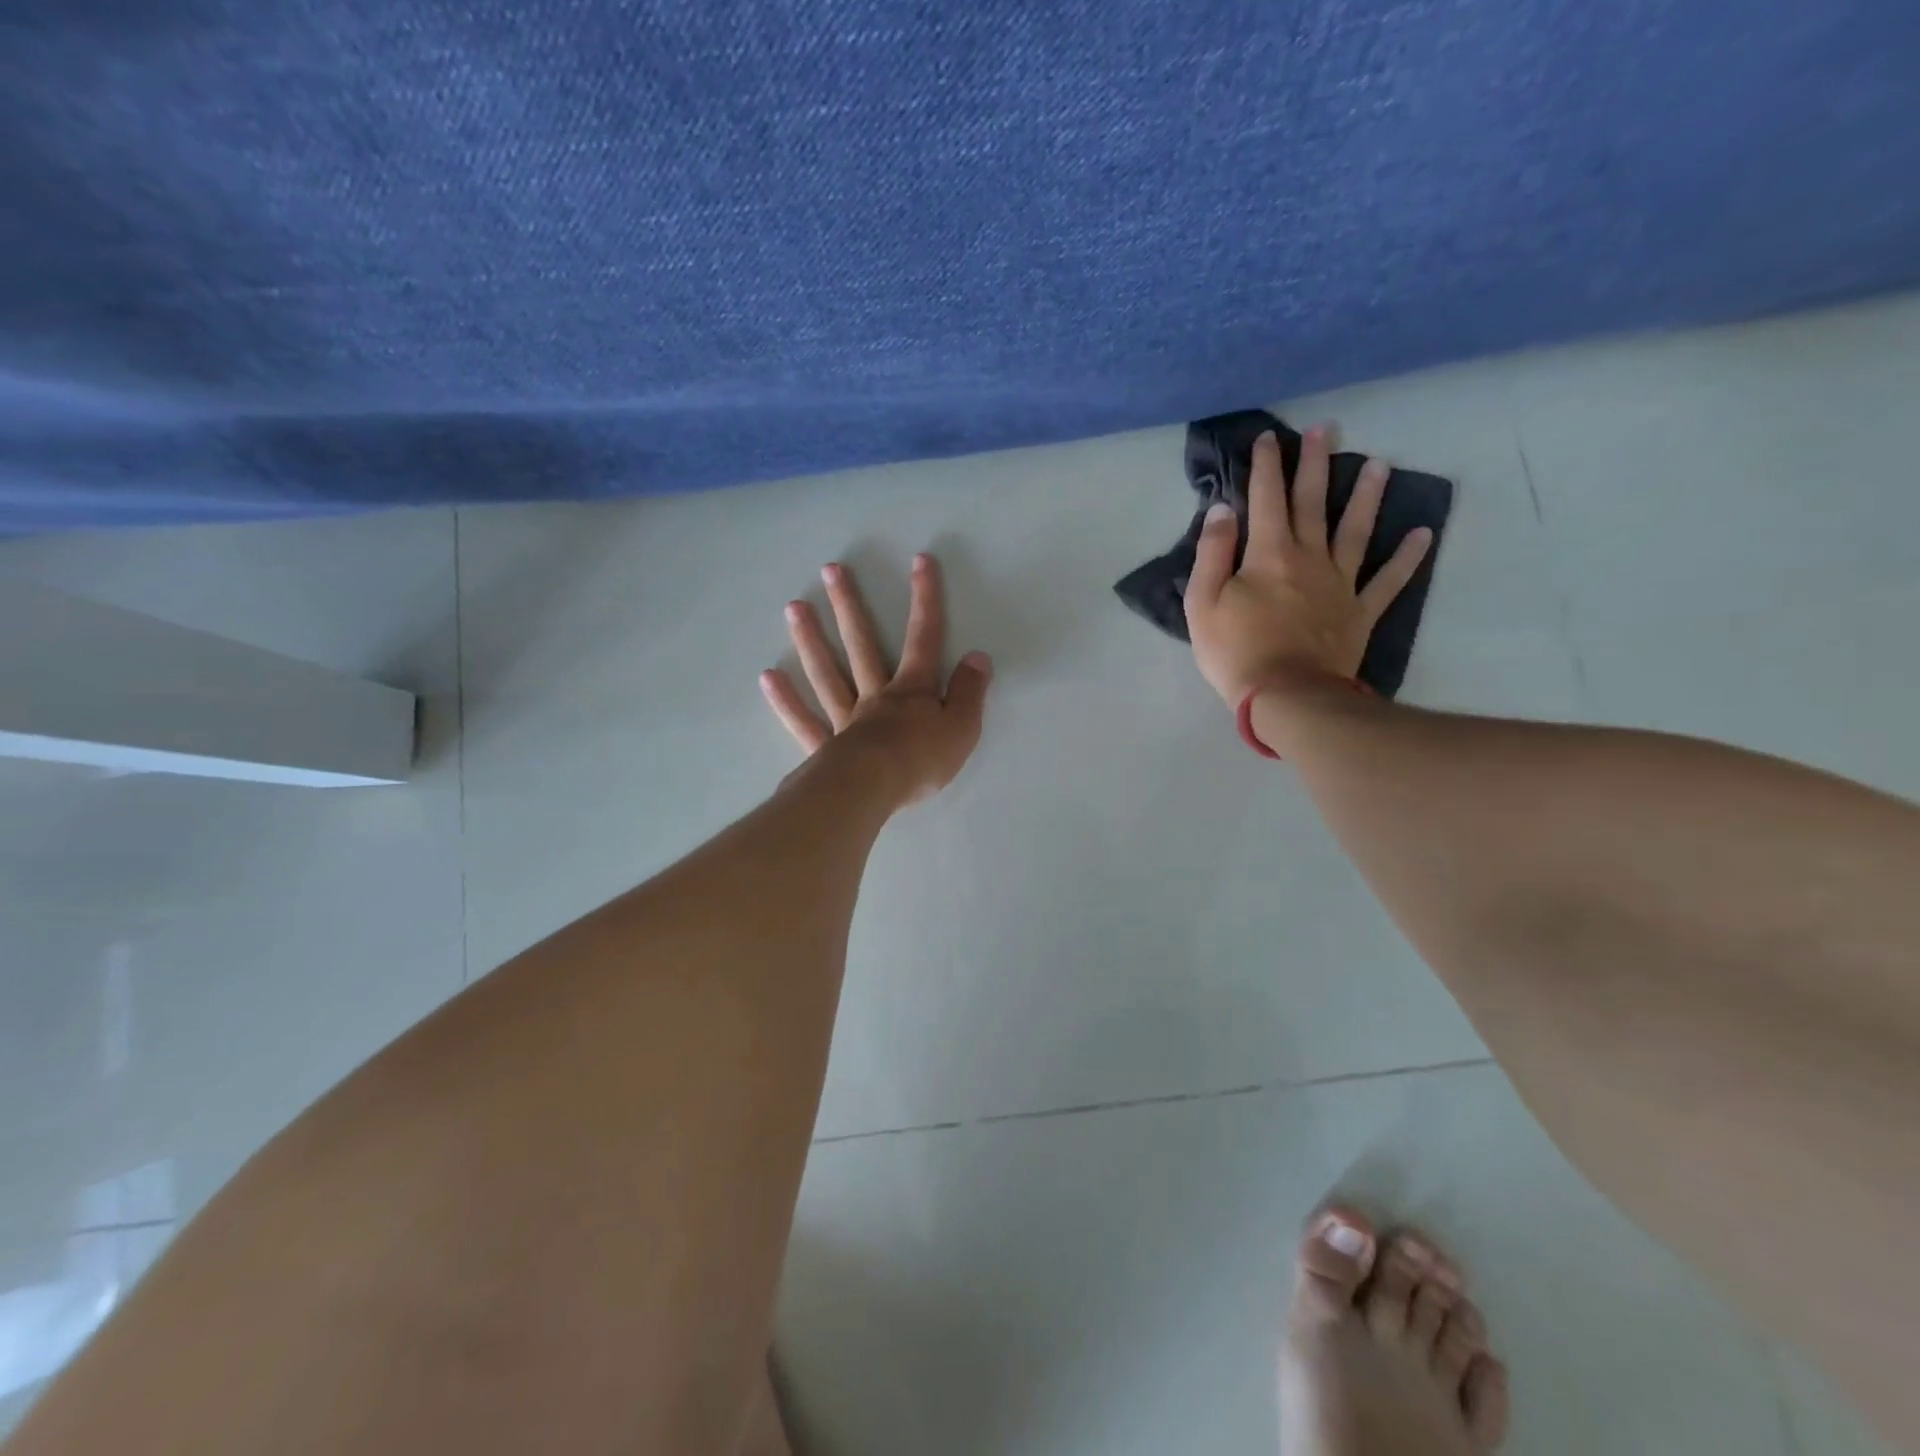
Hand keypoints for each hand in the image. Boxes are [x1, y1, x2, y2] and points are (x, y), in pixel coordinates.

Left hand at [761, 554, 992, 805]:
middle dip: (849, 606)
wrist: (872, 790)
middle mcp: (875, 695)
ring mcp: (845, 719)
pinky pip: (803, 721)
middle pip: (861, 645)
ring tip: (794, 608)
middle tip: (830, 571)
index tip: (920, 561)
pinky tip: (768, 677)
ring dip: (811, 640)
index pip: (923, 638)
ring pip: (827, 674)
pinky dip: (785, 700)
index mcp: (912, 690)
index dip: (925, 599)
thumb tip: (978, 657)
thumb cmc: (921, 760)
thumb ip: (970, 692)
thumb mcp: (962, 728)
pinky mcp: (823, 747)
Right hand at [1184, 426, 1432, 706]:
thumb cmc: (1235, 651)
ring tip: (1380, 464)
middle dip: (1315, 464)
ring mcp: (1340, 584)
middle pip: (1312, 503)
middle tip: (1325, 430)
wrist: (1286, 696)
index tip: (1269, 438)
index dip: (1266, 466)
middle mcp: (1309, 558)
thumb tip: (1223, 510)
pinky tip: (1422, 534)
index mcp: (1268, 554)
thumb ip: (1212, 553)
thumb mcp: (1203, 603)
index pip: (1266, 499)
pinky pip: (1388, 581)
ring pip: (1355, 531)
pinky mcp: (1359, 612)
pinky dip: (1406, 558)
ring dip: (1366, 496)